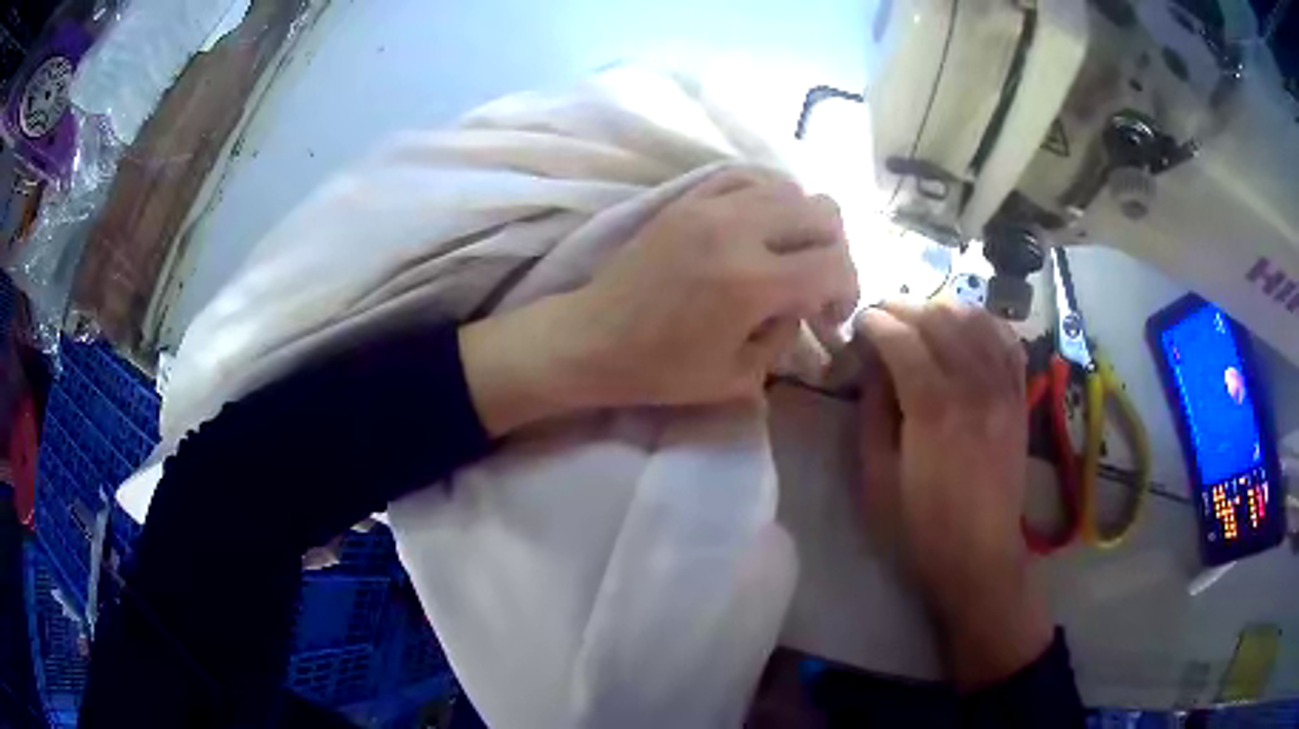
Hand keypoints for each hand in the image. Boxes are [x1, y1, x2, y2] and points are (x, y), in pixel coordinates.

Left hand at [461, 168, 858, 435]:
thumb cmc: (660, 369)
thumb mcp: (739, 377)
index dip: (848, 290)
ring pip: (791, 187)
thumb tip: (802, 303)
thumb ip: (785, 335)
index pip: (835, 263)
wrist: (590, 338)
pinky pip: (748, 175)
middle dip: (835, 252)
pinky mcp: (688, 197)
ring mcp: (710, 204)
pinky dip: (770, 195)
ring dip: (805, 222)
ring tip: (790, 255)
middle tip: (817, 285)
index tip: (829, 317)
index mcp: (753, 281)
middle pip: (825, 213)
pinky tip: (762, 224)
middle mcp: (739, 229)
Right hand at [855, 302, 1050, 690]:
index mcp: (934, 410)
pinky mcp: (1019, 397)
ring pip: (974, 319)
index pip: (902, 338)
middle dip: (903, 307)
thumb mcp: (875, 478)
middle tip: (881, 316)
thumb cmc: (919, 527)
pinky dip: (983, 322)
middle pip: (939, 319)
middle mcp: (974, 387)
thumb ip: (872, 413)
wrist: (979, 557)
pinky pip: (1006, 340)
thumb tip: (873, 367)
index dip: (875, 322)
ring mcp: (1004, 388)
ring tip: (919, 317)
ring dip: (942, 307)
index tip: (858, 324)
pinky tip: (965, 327)